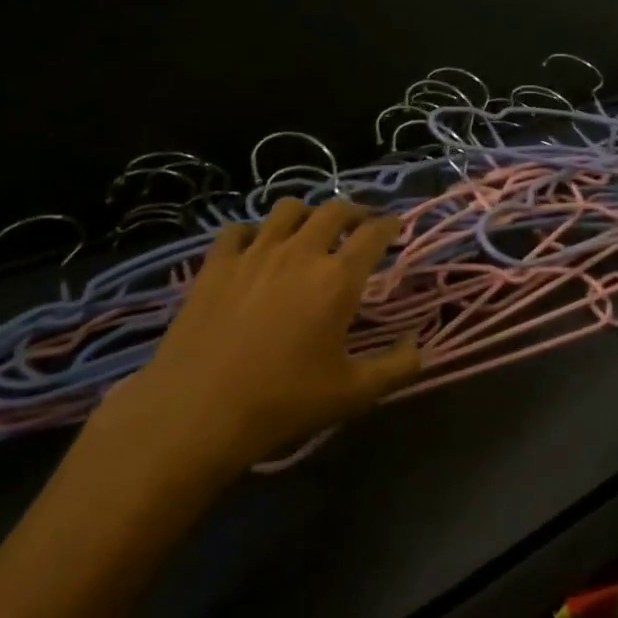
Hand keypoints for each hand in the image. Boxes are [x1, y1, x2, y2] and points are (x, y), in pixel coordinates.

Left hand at [93, 198, 420, 474]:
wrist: (199, 409)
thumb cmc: (284, 400)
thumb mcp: (354, 393)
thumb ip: (397, 367)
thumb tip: (419, 346)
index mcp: (337, 278)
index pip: (373, 234)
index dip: (389, 225)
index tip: (395, 226)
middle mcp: (299, 252)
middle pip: (333, 210)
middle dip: (354, 211)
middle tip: (360, 223)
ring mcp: (253, 253)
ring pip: (287, 209)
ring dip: (307, 213)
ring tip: (310, 228)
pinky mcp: (216, 264)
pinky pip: (238, 229)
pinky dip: (255, 231)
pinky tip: (256, 247)